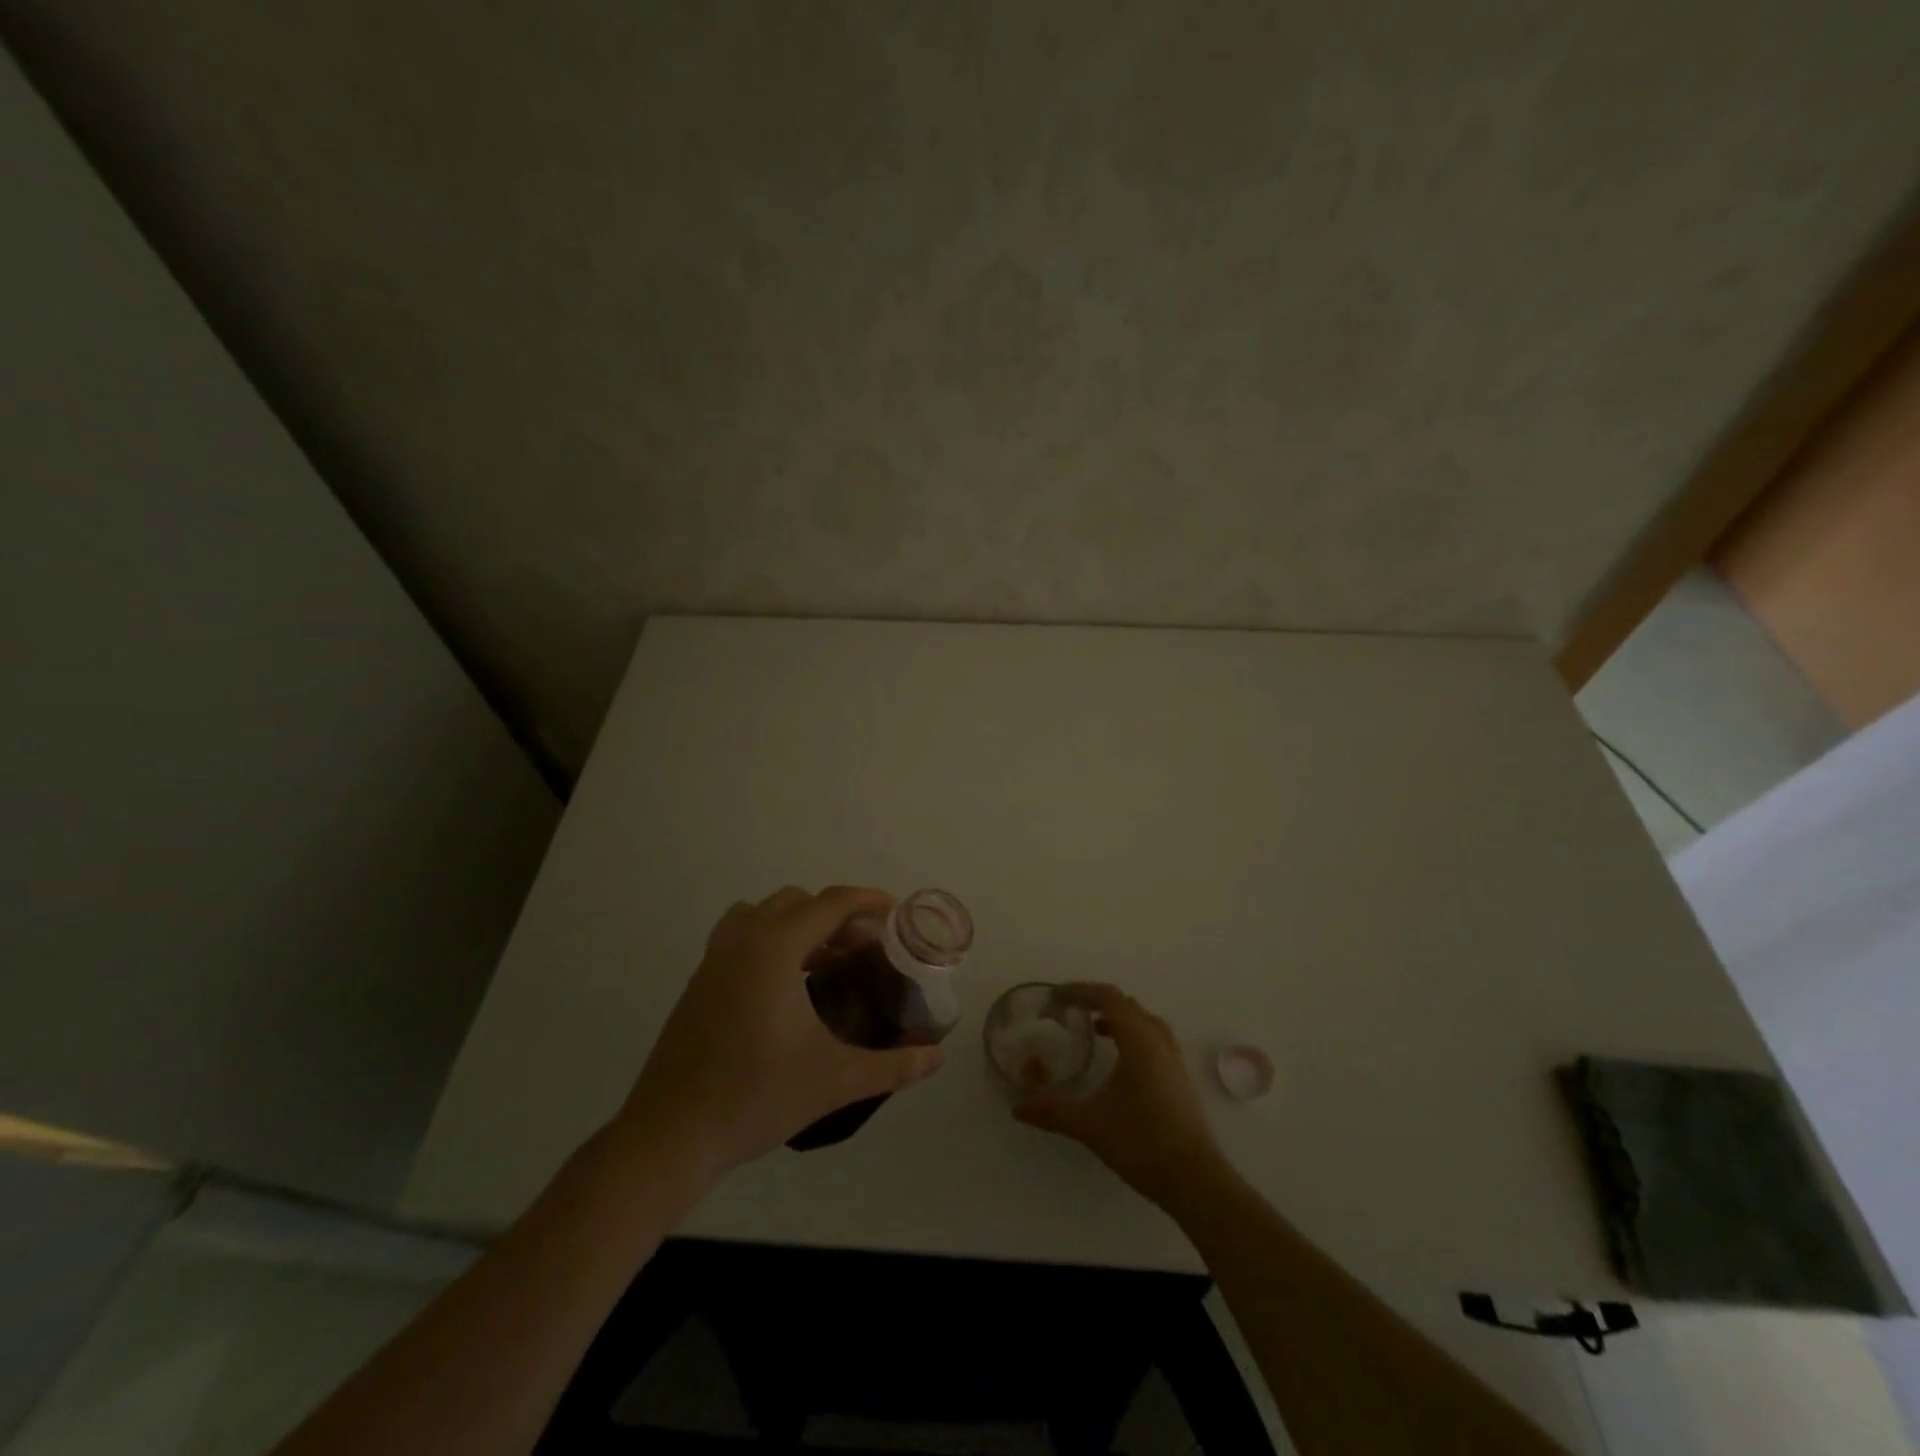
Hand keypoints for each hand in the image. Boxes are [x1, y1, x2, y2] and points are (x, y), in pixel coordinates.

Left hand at [617, 886, 945, 1183]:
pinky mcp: (698, 982)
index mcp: (774, 948)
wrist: (671, 1135)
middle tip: (865, 950)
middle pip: (798, 902)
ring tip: (826, 961)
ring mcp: (713, 959)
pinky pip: (741, 937)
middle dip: (836, 917)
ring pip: (763, 914)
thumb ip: (893, 1065)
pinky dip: (771, 941)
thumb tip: (937, 1056)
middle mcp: (742, 940)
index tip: (896, 912)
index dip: (868, 901)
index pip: (830, 904)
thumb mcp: (836, 1080)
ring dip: (799, 925)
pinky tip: (786, 987)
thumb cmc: (756, 1097)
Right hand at [1014, 983, 1225, 1208]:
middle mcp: (1158, 1040)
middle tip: (1070, 1010)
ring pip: (1144, 1021)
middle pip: (1127, 1004)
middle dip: (1097, 1001)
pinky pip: (1154, 1038)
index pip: (1108, 998)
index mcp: (1138, 1040)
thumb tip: (1017, 1107)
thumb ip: (1052, 1110)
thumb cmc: (1140, 1141)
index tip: (1056, 997)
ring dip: (1119, 1017)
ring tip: (1095, 1027)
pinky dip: (1133, 1035)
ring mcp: (1173, 1059)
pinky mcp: (1179, 1078)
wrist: (1194, 1179)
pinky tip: (1119, 1060)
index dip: (1080, 991)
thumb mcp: (1089, 1124)